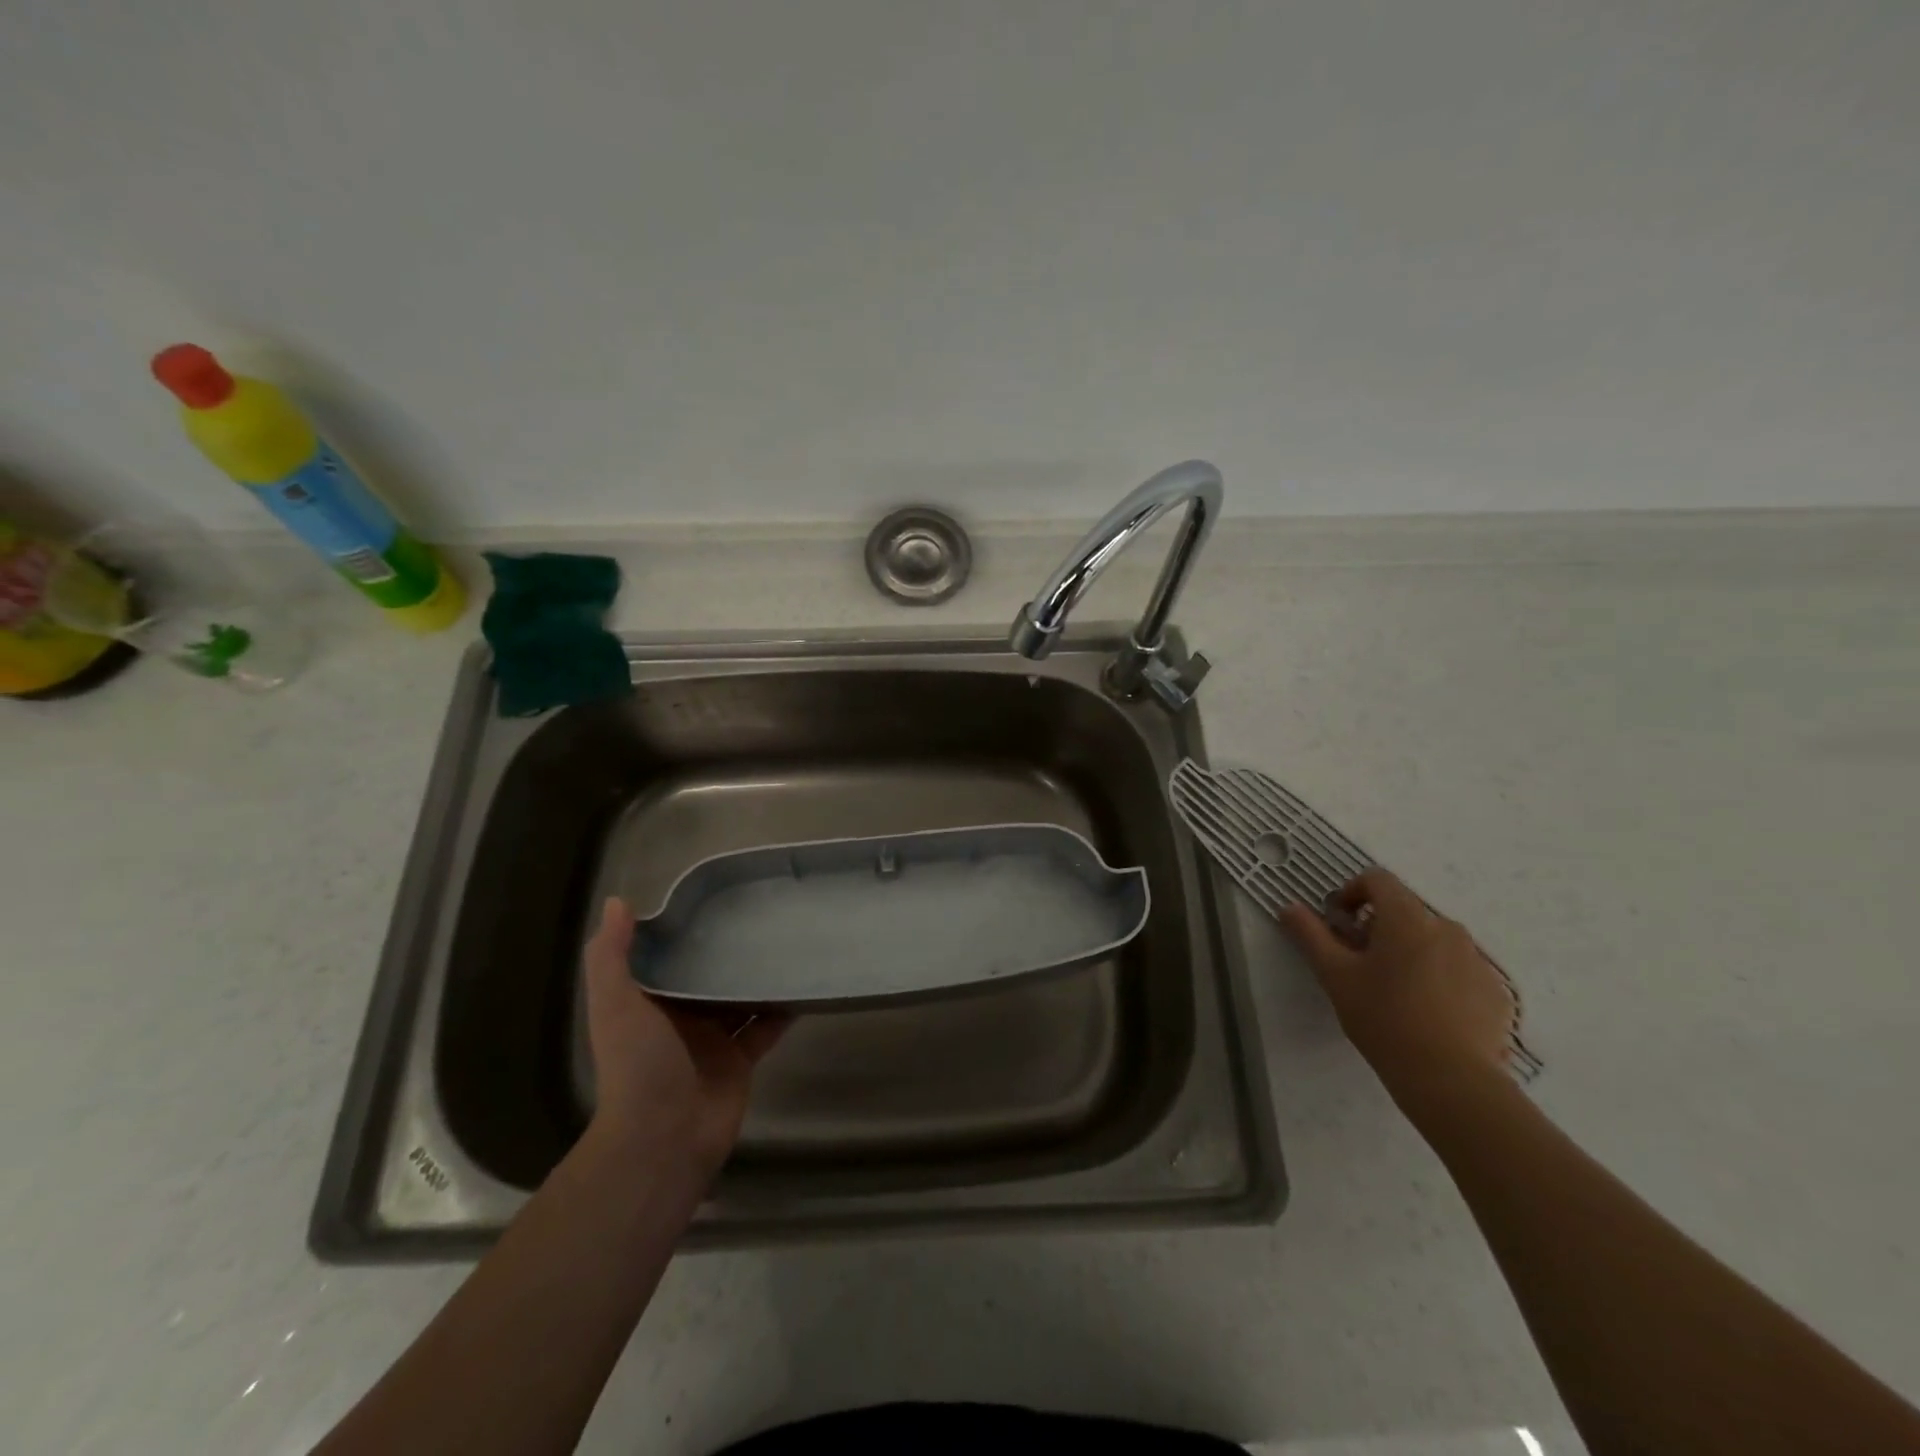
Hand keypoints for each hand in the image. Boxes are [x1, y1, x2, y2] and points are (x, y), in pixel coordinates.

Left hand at [582, 897, 788, 1179]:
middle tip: (763, 913)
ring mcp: (713, 1040)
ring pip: (740, 999)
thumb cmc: (638, 1065)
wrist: (662, 1138)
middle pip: (709, 976)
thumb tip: (618, 901)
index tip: (715, 899)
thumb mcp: (615, 1004)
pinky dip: (783, 1009)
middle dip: (730, 951)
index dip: (686, 930)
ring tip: (789, 941)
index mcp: (650, 1002)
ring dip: (759, 977)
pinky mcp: (740, 1060)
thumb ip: (611, 956)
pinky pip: (766, 1028)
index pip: (669, 957)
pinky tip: (804, 984)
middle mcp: (681, 1018)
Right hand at [1280, 869, 1515, 1115]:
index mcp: (1407, 918)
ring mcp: (1477, 960)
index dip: (1352, 892)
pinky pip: (1460, 969)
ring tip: (1394, 991)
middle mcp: (1447, 928)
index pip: (1378, 880)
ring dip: (1410, 951)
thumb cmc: (1384, 1019)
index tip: (1339, 923)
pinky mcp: (1496, 992)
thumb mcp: (1335, 975)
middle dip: (1379, 928)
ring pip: (1434, 940)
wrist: (1451, 1080)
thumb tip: (1290, 907)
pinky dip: (1439, 977)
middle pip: (1406, 911)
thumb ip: (1310, 935)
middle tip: (1361, 964)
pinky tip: (1426, 1013)